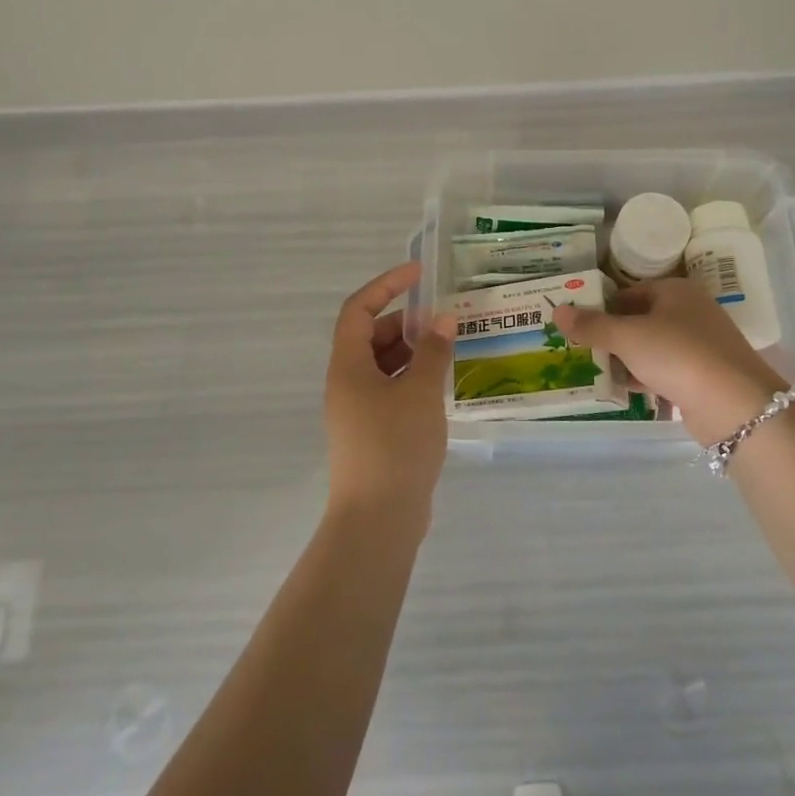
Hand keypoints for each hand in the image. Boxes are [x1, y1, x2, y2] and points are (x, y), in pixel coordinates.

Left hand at [324, 262, 454, 525]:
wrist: (378, 520)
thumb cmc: (396, 446)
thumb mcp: (421, 392)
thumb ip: (433, 352)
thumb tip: (442, 319)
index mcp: (347, 366)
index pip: (358, 310)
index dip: (385, 285)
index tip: (418, 274)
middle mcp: (346, 383)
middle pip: (370, 337)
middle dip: (405, 322)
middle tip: (443, 320)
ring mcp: (357, 411)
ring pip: (382, 366)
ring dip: (412, 352)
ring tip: (448, 350)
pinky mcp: (371, 433)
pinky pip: (390, 391)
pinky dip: (412, 380)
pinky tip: (440, 386)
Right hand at [553, 278, 787, 446]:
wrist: (734, 405)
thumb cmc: (678, 355)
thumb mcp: (627, 337)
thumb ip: (592, 325)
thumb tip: (557, 311)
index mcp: (675, 291)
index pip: (628, 292)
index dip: (601, 306)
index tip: (575, 324)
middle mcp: (690, 312)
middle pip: (639, 320)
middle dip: (610, 336)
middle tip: (576, 348)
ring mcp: (698, 346)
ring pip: (650, 348)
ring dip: (624, 360)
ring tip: (590, 371)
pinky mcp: (702, 377)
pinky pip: (663, 372)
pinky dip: (642, 378)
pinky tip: (619, 390)